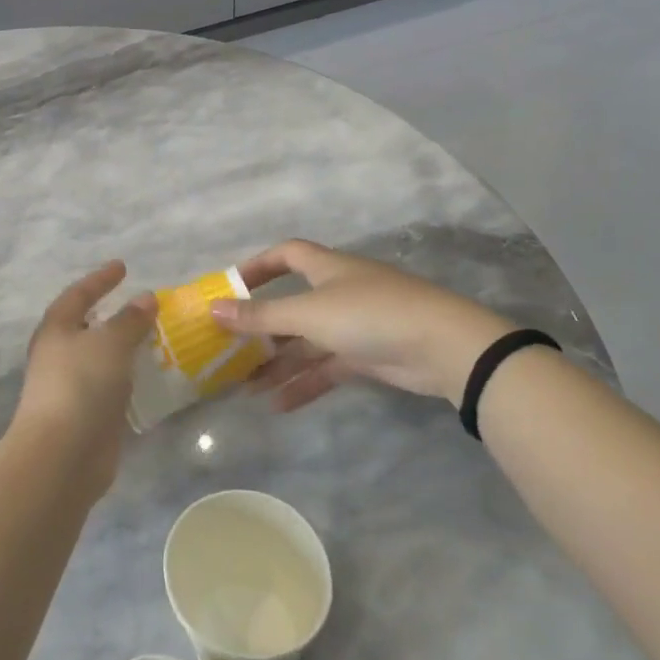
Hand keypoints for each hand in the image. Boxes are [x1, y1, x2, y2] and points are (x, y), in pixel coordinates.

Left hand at [13, 262, 158, 497]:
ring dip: (124, 347)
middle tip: (141, 304)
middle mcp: (60, 354)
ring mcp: (73, 386)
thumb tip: (145, 297)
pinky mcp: (88, 414)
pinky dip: (129, 376)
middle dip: (112, 314)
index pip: (79, 294)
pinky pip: (112, 385)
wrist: (62, 455)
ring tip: (155, 337)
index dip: (100, 279)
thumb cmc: (81, 385)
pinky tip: (151, 375)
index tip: (122, 266)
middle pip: (87, 326)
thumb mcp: (110, 343)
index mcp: (57, 329)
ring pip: (101, 357)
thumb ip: (130, 320)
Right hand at [211, 240, 513, 410]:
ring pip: (306, 342)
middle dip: (261, 328)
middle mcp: (339, 292)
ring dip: (278, 363)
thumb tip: (213, 309)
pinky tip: (278, 404)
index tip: (230, 288)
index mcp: (327, 268)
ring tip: (245, 387)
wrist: (446, 349)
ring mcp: (355, 325)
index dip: (258, 267)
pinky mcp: (369, 356)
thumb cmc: (370, 315)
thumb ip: (261, 315)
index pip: (286, 255)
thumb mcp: (308, 314)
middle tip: (230, 350)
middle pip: (291, 306)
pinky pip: (326, 367)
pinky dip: (304, 383)